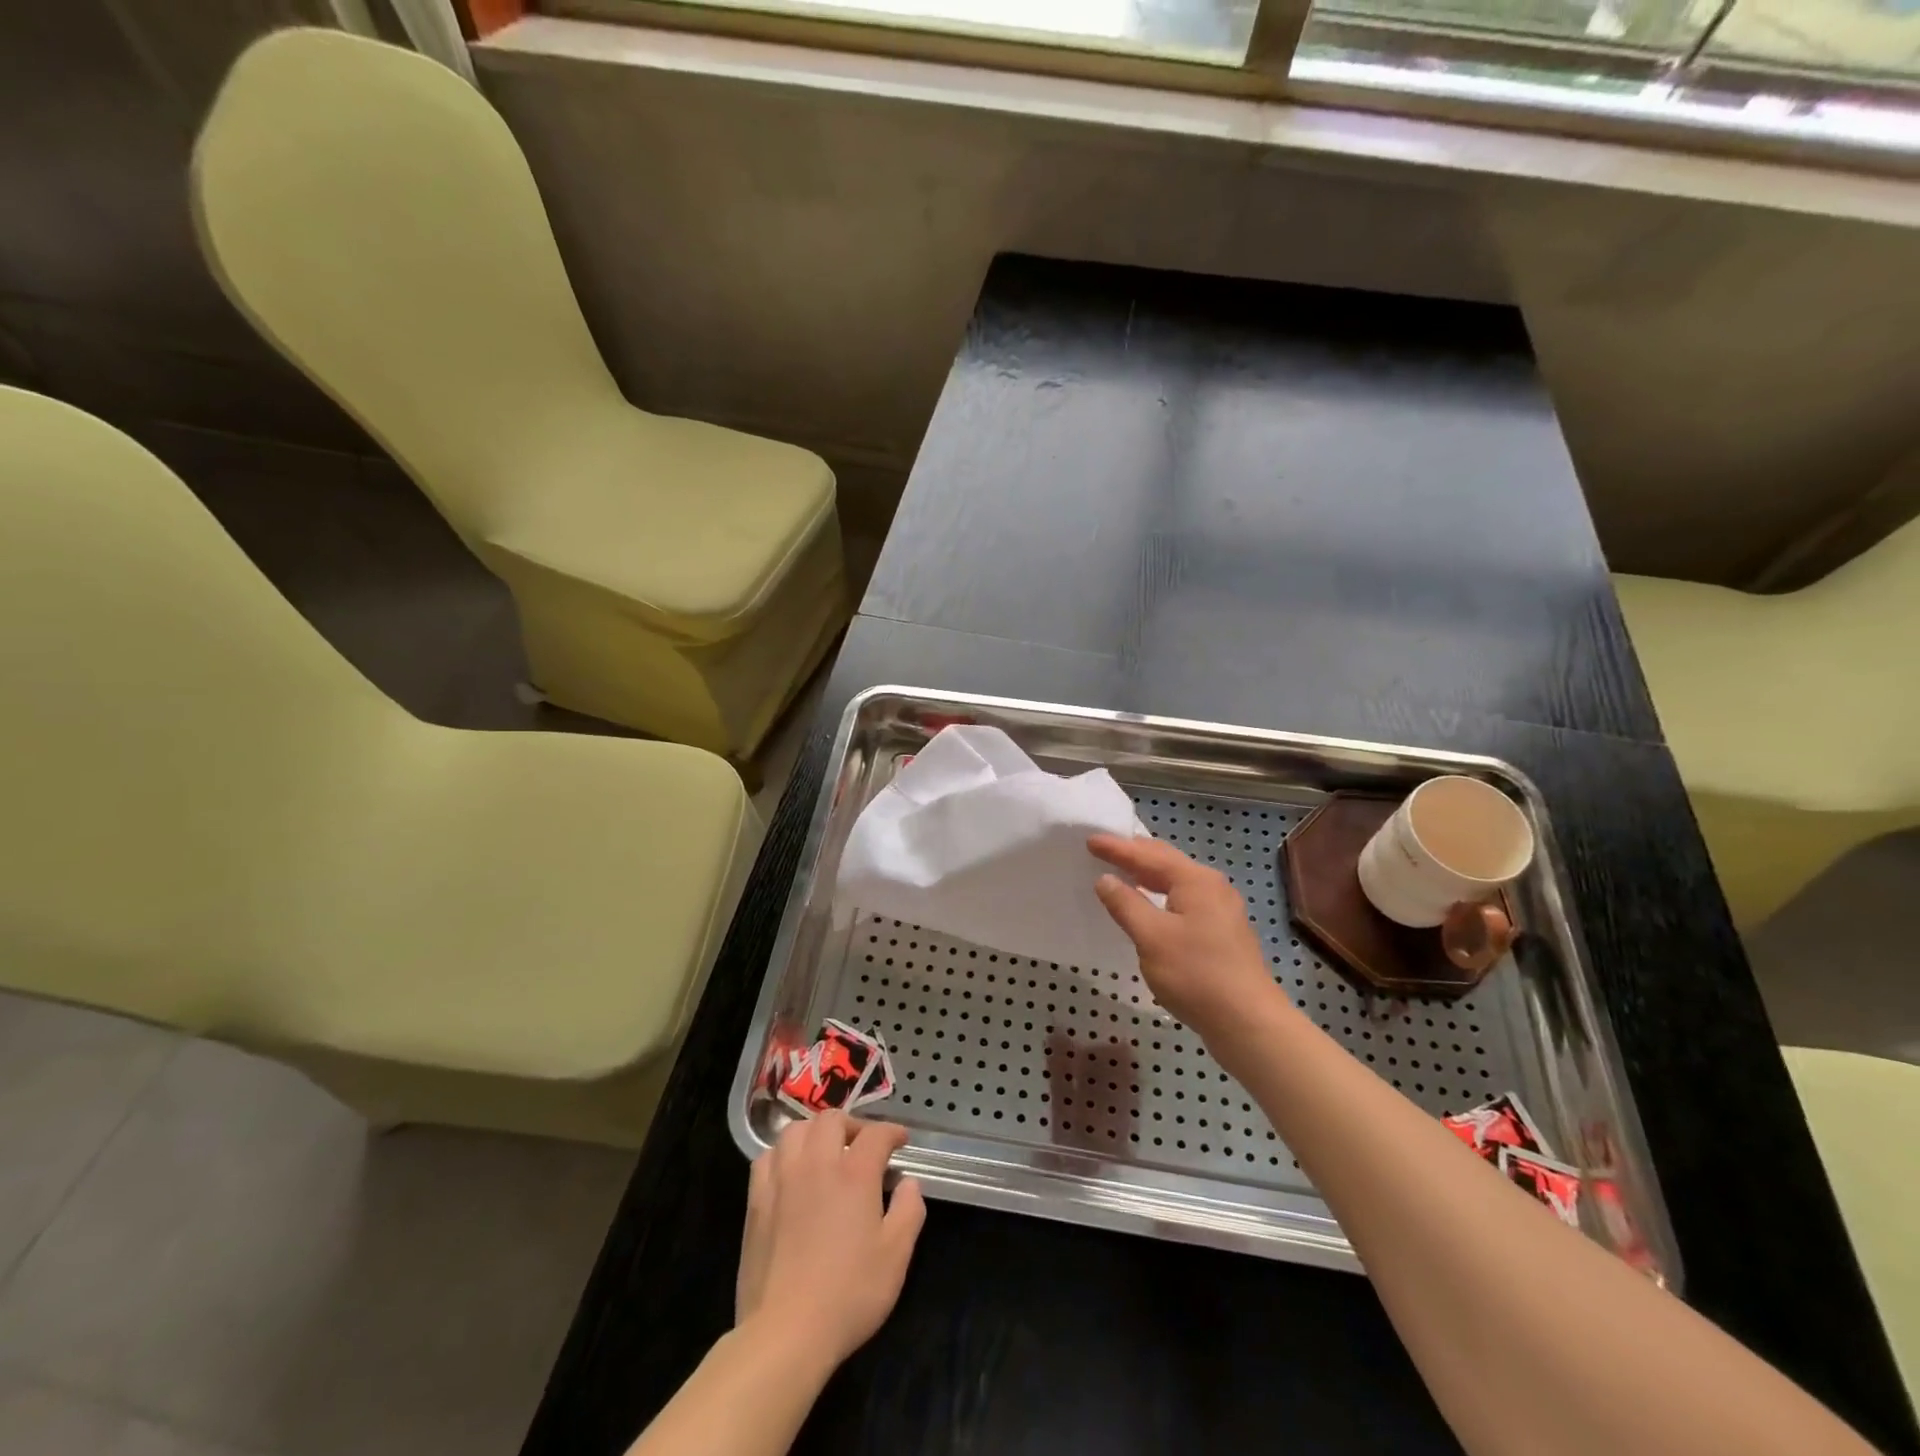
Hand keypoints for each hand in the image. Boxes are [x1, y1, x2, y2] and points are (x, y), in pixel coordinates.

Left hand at [736, 1113, 926, 1371]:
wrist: (785, 1333)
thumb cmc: (848, 1294)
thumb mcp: (896, 1256)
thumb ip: (908, 1211)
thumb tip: (908, 1182)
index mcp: (854, 1173)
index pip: (876, 1134)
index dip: (892, 1132)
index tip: (901, 1141)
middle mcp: (816, 1164)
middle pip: (832, 1120)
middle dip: (852, 1125)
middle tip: (863, 1146)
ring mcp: (782, 1179)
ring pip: (795, 1131)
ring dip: (815, 1133)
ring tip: (825, 1153)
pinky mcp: (756, 1201)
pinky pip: (767, 1157)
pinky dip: (783, 1154)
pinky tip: (791, 1172)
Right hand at [1089, 834, 1288, 1045]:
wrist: (1248, 1023)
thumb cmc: (1196, 974)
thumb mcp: (1151, 937)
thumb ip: (1126, 904)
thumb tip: (1106, 879)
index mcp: (1195, 880)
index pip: (1148, 855)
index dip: (1117, 848)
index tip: (1090, 839)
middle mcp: (1212, 887)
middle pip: (1166, 862)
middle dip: (1134, 854)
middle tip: (1104, 849)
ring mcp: (1221, 910)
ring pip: (1177, 882)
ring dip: (1148, 875)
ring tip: (1122, 871)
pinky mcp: (1222, 933)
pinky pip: (1183, 900)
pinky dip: (1160, 895)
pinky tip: (1149, 906)